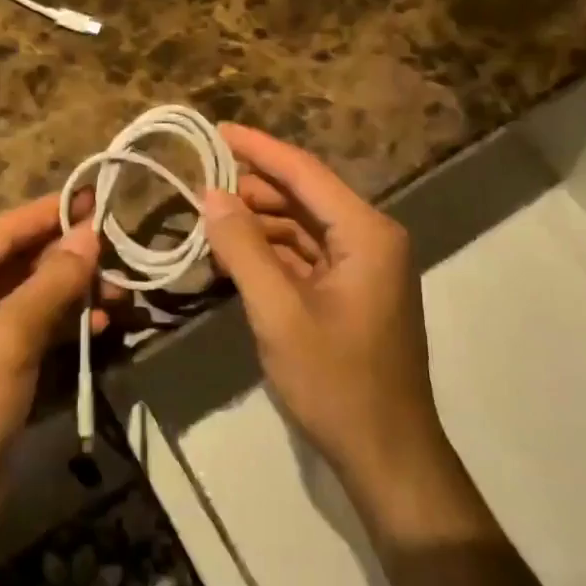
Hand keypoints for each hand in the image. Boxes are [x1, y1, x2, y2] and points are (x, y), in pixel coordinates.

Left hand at [0, 197, 99, 569]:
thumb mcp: (7, 343)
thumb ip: (50, 284)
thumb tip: (89, 234)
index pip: (1, 231)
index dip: (49, 213)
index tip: (97, 196)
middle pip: (18, 263)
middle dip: (70, 260)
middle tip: (123, 251)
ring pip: (31, 297)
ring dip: (74, 295)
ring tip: (124, 293)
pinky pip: (32, 331)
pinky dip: (65, 327)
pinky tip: (104, 326)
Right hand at [201, 125, 452, 519]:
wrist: (387, 455)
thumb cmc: (336, 381)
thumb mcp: (279, 313)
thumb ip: (243, 249)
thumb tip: (211, 194)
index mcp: (365, 233)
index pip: (303, 171)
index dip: (258, 148)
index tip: (215, 130)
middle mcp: (370, 238)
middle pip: (303, 196)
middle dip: (251, 189)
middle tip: (198, 182)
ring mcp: (363, 266)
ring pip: (301, 227)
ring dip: (257, 222)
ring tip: (207, 218)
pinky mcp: (351, 291)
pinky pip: (306, 256)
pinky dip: (270, 252)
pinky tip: (233, 254)